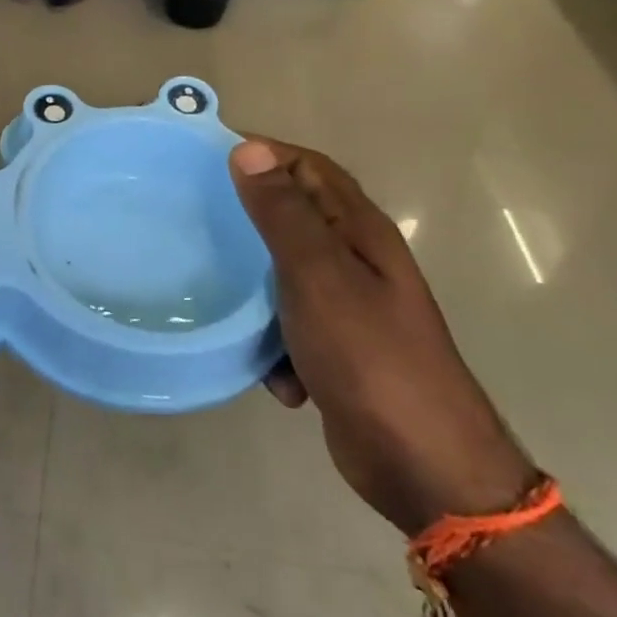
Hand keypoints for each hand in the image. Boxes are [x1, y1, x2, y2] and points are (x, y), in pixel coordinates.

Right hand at [230, 138, 533, 534]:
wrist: (424, 467)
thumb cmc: (371, 357)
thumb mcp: (319, 276)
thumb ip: (283, 214)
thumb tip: (249, 148)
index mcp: (359, 232)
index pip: (308, 167)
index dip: (263, 153)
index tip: (203, 157)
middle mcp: (356, 261)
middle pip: (294, 218)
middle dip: (247, 218)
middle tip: (192, 218)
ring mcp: (348, 307)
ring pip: (283, 275)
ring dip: (255, 291)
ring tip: (218, 297)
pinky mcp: (335, 349)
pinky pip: (288, 326)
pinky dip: (274, 343)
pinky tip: (269, 370)